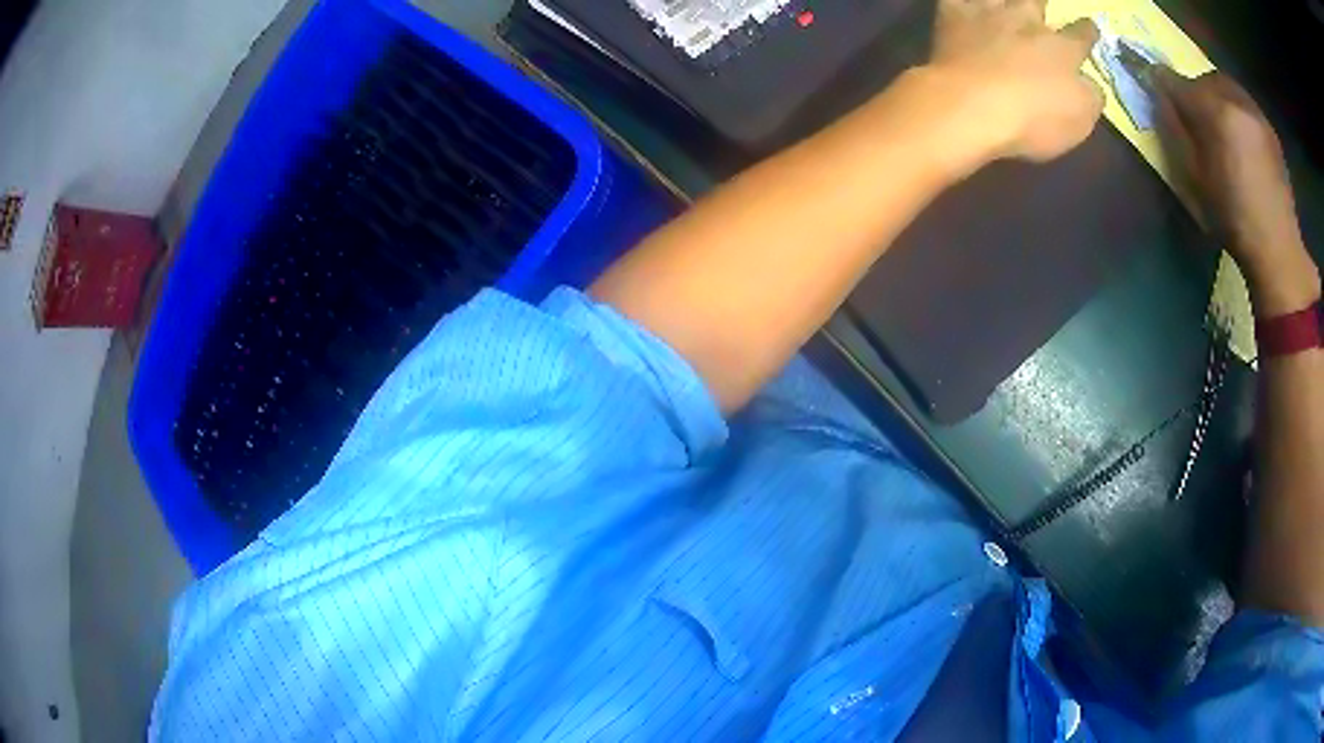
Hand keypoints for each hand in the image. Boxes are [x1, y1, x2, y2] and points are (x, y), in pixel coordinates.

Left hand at [924, 0, 1104, 162]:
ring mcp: (989, 16)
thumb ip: (1090, 97)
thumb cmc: (1034, 118)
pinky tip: (963, 4)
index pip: (1081, 35)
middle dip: (1042, 5)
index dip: (1087, 31)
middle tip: (1040, 6)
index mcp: (1063, 50)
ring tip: (1008, 3)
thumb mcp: (1080, 119)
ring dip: (1004, 0)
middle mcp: (1027, 24)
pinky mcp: (953, 17)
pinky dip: (962, 1)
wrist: (973, 105)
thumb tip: (1091, 85)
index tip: (1090, 27)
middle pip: (1037, 4)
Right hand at [1153, 69, 1319, 314]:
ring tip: (1221, 128)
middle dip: (1196, 91)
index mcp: (1215, 112)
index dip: (1162, 83)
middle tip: (1195, 116)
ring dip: (1218, 99)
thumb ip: (1176, 130)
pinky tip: (1242, 140)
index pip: (1177, 82)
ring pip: (1227, 88)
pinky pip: (1246, 105)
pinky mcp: (1270, 129)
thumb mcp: (1195, 179)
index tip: (1153, 86)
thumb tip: (1161, 98)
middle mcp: (1235, 100)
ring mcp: (1256, 113)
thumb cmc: (1234, 221)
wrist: (1279, 252)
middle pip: (1205, 79)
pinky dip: (1238, 113)